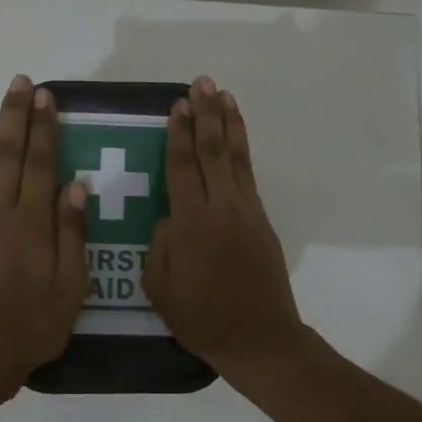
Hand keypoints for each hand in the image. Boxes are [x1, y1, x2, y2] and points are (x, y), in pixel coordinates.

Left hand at [0, 76, 89, 392]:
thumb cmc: (36, 322)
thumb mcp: (70, 283)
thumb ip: (72, 232)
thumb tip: (75, 186)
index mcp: (30, 222)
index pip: (40, 164)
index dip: (44, 129)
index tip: (46, 97)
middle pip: (7, 158)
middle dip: (14, 119)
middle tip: (20, 84)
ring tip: (0, 120)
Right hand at [143, 76, 306, 374]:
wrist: (259, 338)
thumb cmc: (201, 318)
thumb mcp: (160, 287)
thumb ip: (160, 244)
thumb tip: (168, 214)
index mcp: (192, 224)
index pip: (182, 167)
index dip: (178, 134)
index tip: (177, 105)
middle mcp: (222, 208)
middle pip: (213, 151)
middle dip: (206, 114)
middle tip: (202, 83)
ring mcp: (246, 212)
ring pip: (237, 157)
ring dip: (229, 123)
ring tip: (223, 95)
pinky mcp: (262, 220)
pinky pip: (248, 175)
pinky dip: (243, 150)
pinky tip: (237, 136)